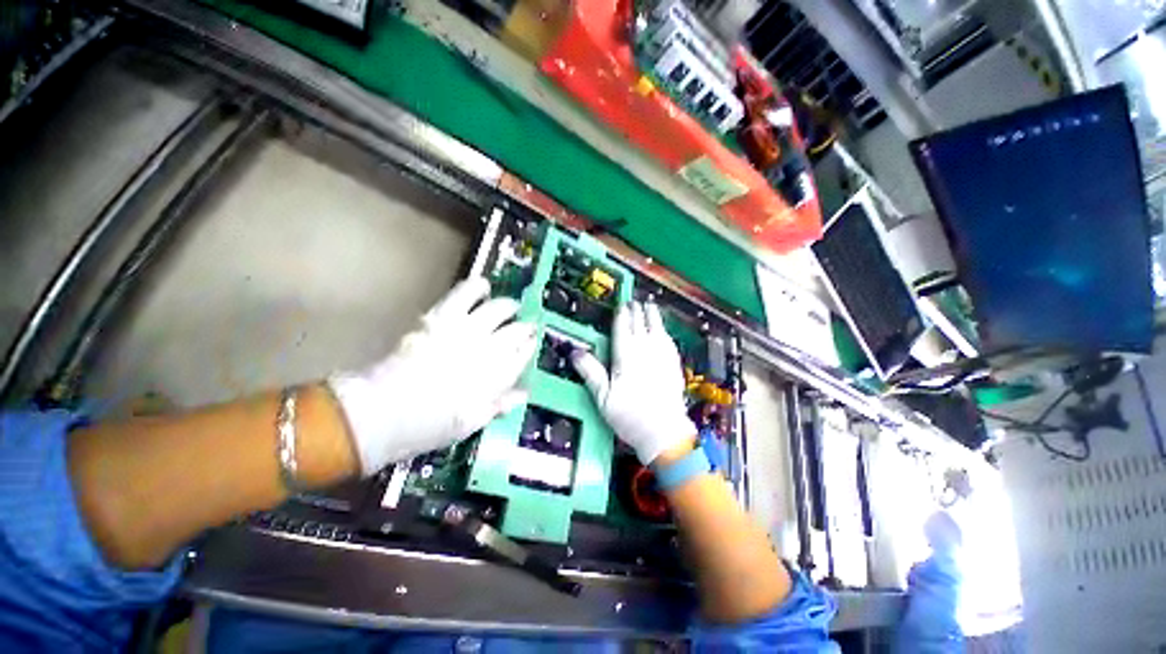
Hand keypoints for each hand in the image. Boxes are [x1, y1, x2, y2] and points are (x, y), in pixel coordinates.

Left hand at [329, 277, 536, 475]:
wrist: (385, 412)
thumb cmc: (431, 425)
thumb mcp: (471, 423)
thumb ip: (499, 405)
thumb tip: (523, 394)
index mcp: (498, 375)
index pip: (523, 354)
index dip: (529, 346)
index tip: (532, 341)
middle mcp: (489, 349)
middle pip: (515, 330)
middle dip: (524, 327)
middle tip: (526, 324)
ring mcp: (466, 330)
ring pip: (497, 309)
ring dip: (508, 305)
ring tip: (511, 305)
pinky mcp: (442, 317)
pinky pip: (464, 295)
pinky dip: (475, 287)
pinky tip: (483, 285)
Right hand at [571, 301, 695, 464]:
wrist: (664, 432)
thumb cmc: (630, 416)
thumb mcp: (603, 397)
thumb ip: (590, 371)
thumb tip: (575, 352)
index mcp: (627, 357)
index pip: (623, 329)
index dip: (622, 316)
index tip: (621, 305)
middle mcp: (646, 352)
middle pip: (640, 326)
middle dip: (637, 312)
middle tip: (634, 301)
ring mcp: (662, 358)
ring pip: (657, 330)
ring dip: (653, 316)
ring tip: (650, 305)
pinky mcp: (674, 366)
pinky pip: (669, 342)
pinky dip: (665, 332)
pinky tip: (664, 331)